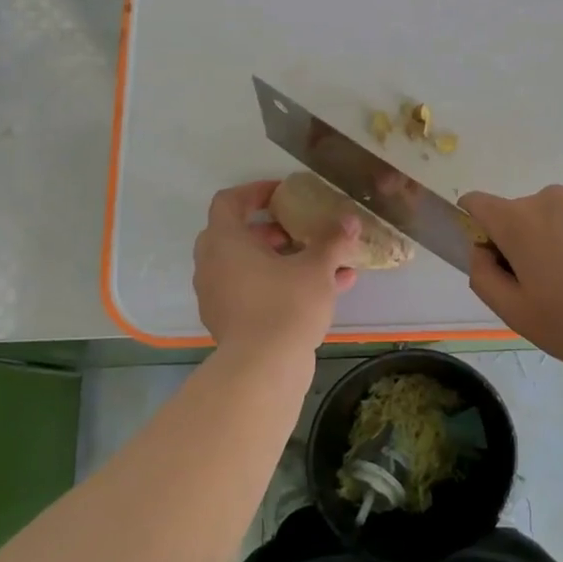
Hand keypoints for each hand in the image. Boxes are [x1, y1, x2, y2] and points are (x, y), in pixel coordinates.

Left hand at [193, 181, 358, 358]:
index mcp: (225, 241)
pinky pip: (254, 291)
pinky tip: (324, 292)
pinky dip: (280, 285)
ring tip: (323, 263)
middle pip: (238, 234)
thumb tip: (350, 219)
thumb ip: (332, 240)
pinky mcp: (229, 321)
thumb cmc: (285, 305)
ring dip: (283, 260)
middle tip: (301, 230)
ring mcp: (217, 295)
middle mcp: (212, 265)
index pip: (229, 201)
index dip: (255, 192)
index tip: (283, 194)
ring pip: (249, 266)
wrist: (263, 369)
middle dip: (273, 230)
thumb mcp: (316, 268)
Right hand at [460, 185, 562, 374]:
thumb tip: (482, 252)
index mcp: (519, 220)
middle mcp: (552, 199)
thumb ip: (483, 276)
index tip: (492, 260)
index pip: (476, 203)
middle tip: (541, 289)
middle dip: (520, 243)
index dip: (473, 228)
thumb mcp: (515, 313)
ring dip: (556, 243)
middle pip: (519, 214)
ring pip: (556, 219)